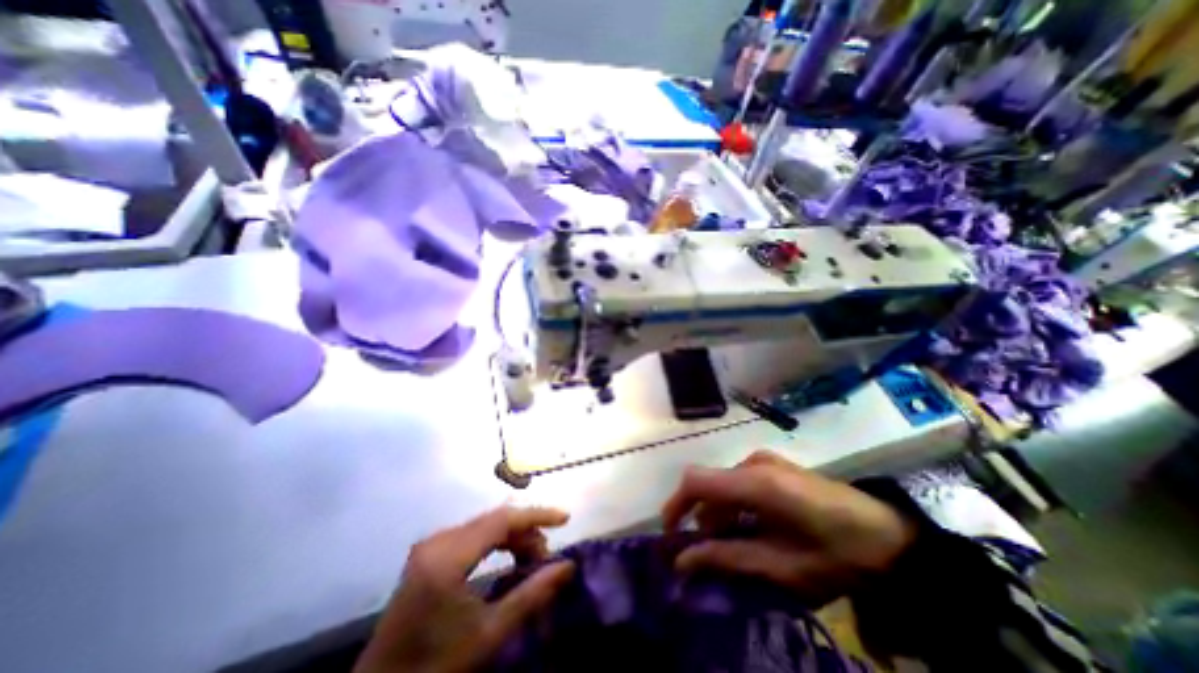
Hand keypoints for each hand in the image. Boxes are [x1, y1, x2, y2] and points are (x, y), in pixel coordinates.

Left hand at [354, 505, 575, 672]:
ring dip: (512, 536)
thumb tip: (567, 566)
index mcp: (449, 556)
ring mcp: (431, 544)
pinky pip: (472, 534)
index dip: (537, 515)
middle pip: (494, 519)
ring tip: (531, 558)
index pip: (503, 519)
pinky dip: (495, 542)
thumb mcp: (489, 633)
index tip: (565, 518)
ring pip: (484, 525)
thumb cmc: (436, 665)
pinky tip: (508, 557)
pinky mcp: (428, 552)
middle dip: (526, 530)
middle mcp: (438, 540)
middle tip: (546, 553)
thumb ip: (531, 594)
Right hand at [660, 453, 915, 605]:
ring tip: (733, 545)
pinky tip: (752, 528)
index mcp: (756, 482)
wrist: (889, 538)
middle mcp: (755, 463)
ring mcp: (766, 461)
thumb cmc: (836, 556)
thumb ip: (728, 558)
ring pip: (724, 484)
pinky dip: (735, 505)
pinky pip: (740, 482)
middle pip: (710, 484)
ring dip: (719, 513)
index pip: (697, 481)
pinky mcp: (774, 465)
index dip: (676, 505)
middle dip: (701, 517)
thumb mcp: (780, 567)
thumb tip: (683, 561)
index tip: (671, 536)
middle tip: (708, 554)